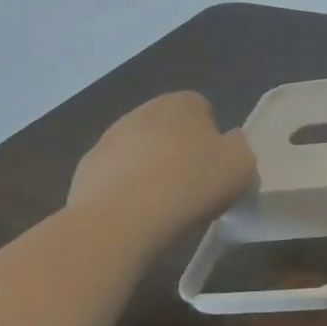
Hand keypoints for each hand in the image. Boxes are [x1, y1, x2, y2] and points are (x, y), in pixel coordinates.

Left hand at [68, 91, 255, 226]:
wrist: (121, 220)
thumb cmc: (191, 185)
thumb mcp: (241, 165)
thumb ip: (239, 147)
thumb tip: (228, 142)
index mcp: (182, 104)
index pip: (201, 108)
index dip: (211, 136)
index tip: (215, 166)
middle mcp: (142, 111)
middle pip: (167, 128)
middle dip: (177, 149)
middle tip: (191, 185)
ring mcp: (108, 139)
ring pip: (138, 150)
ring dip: (149, 168)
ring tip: (162, 205)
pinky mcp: (85, 170)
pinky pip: (114, 176)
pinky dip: (124, 190)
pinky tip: (134, 215)